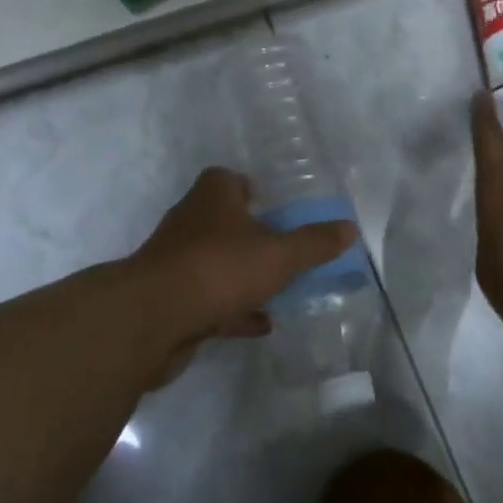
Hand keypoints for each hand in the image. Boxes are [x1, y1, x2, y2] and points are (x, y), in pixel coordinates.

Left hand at [126, 166, 356, 383]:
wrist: (153, 318)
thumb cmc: (220, 268)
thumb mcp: (279, 254)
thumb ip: (314, 243)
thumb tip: (349, 228)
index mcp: (213, 197)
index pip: (226, 179)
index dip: (248, 188)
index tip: (272, 205)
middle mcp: (190, 223)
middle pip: (222, 221)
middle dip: (250, 234)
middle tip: (282, 249)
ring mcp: (177, 263)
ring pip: (215, 263)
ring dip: (242, 275)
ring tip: (278, 289)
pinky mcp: (171, 300)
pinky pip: (209, 300)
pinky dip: (233, 309)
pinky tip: (259, 323)